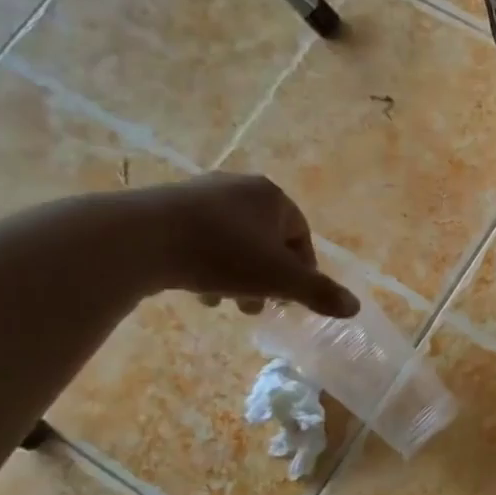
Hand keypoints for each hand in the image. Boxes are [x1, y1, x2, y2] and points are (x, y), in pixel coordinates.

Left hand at [132, 173, 358, 318]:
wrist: (140, 238)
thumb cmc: (222, 254)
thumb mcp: (279, 278)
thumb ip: (319, 293)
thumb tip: (355, 306)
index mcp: (271, 196)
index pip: (301, 235)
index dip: (302, 272)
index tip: (290, 300)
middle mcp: (239, 187)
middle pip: (266, 240)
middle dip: (266, 277)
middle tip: (256, 307)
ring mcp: (200, 194)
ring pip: (234, 242)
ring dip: (236, 275)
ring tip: (224, 303)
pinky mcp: (167, 207)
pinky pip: (202, 239)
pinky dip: (207, 264)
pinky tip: (197, 289)